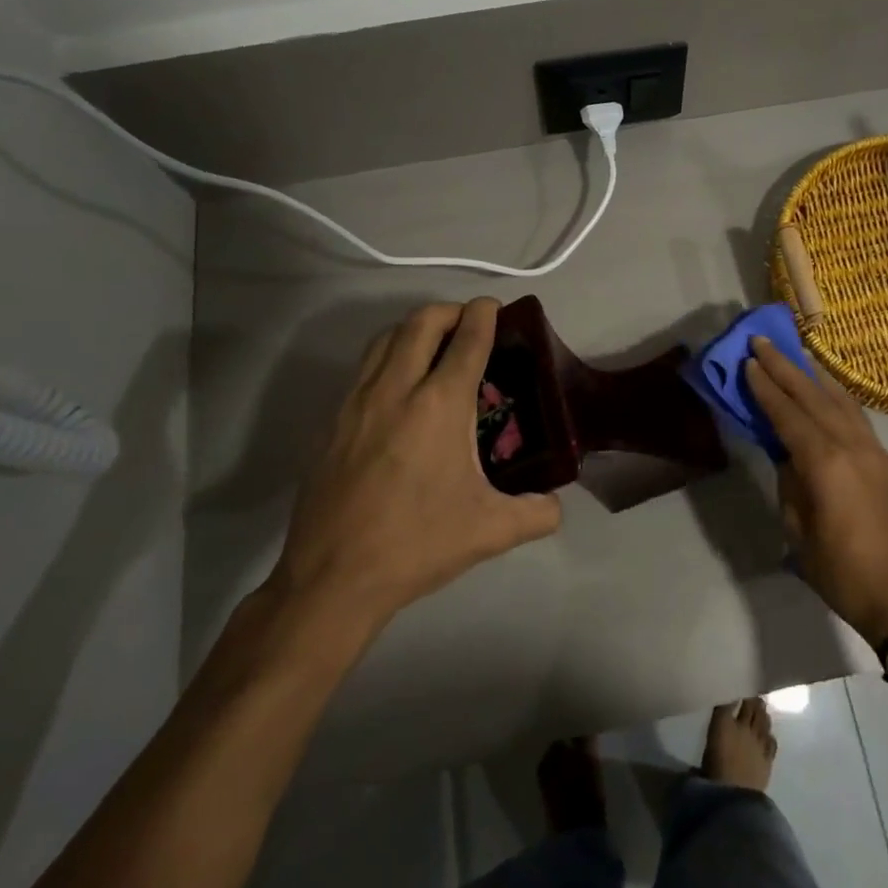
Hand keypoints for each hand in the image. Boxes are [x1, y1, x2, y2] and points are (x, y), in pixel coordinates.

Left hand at [272, 299, 561, 629]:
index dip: (484, 315)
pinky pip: (363, 368)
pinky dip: (387, 357)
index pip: (467, 339)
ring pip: (385, 338)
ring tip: (433, 347)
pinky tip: (399, 389)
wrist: (333, 578)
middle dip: (449, 311)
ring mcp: (356, 402)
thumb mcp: (491, 531)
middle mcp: (396, 389)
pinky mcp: (331, 422)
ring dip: (413, 329)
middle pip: (421, 322)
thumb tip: (555, 505)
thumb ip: (537, 513)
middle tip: (468, 324)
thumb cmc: (417, 545)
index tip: (495, 308)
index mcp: (439, 405)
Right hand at [744, 337, 887, 646]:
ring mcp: (872, 449)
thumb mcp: (797, 529)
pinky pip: (855, 414)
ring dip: (812, 374)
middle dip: (785, 367)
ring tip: (793, 351)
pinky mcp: (884, 459)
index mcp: (824, 463)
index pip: (787, 414)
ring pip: (838, 399)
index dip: (765, 388)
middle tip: (762, 341)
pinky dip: (836, 393)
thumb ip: (789, 482)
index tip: (747, 361)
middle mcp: (850, 445)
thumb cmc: (839, 570)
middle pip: (812, 396)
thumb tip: (786, 453)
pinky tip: (825, 386)